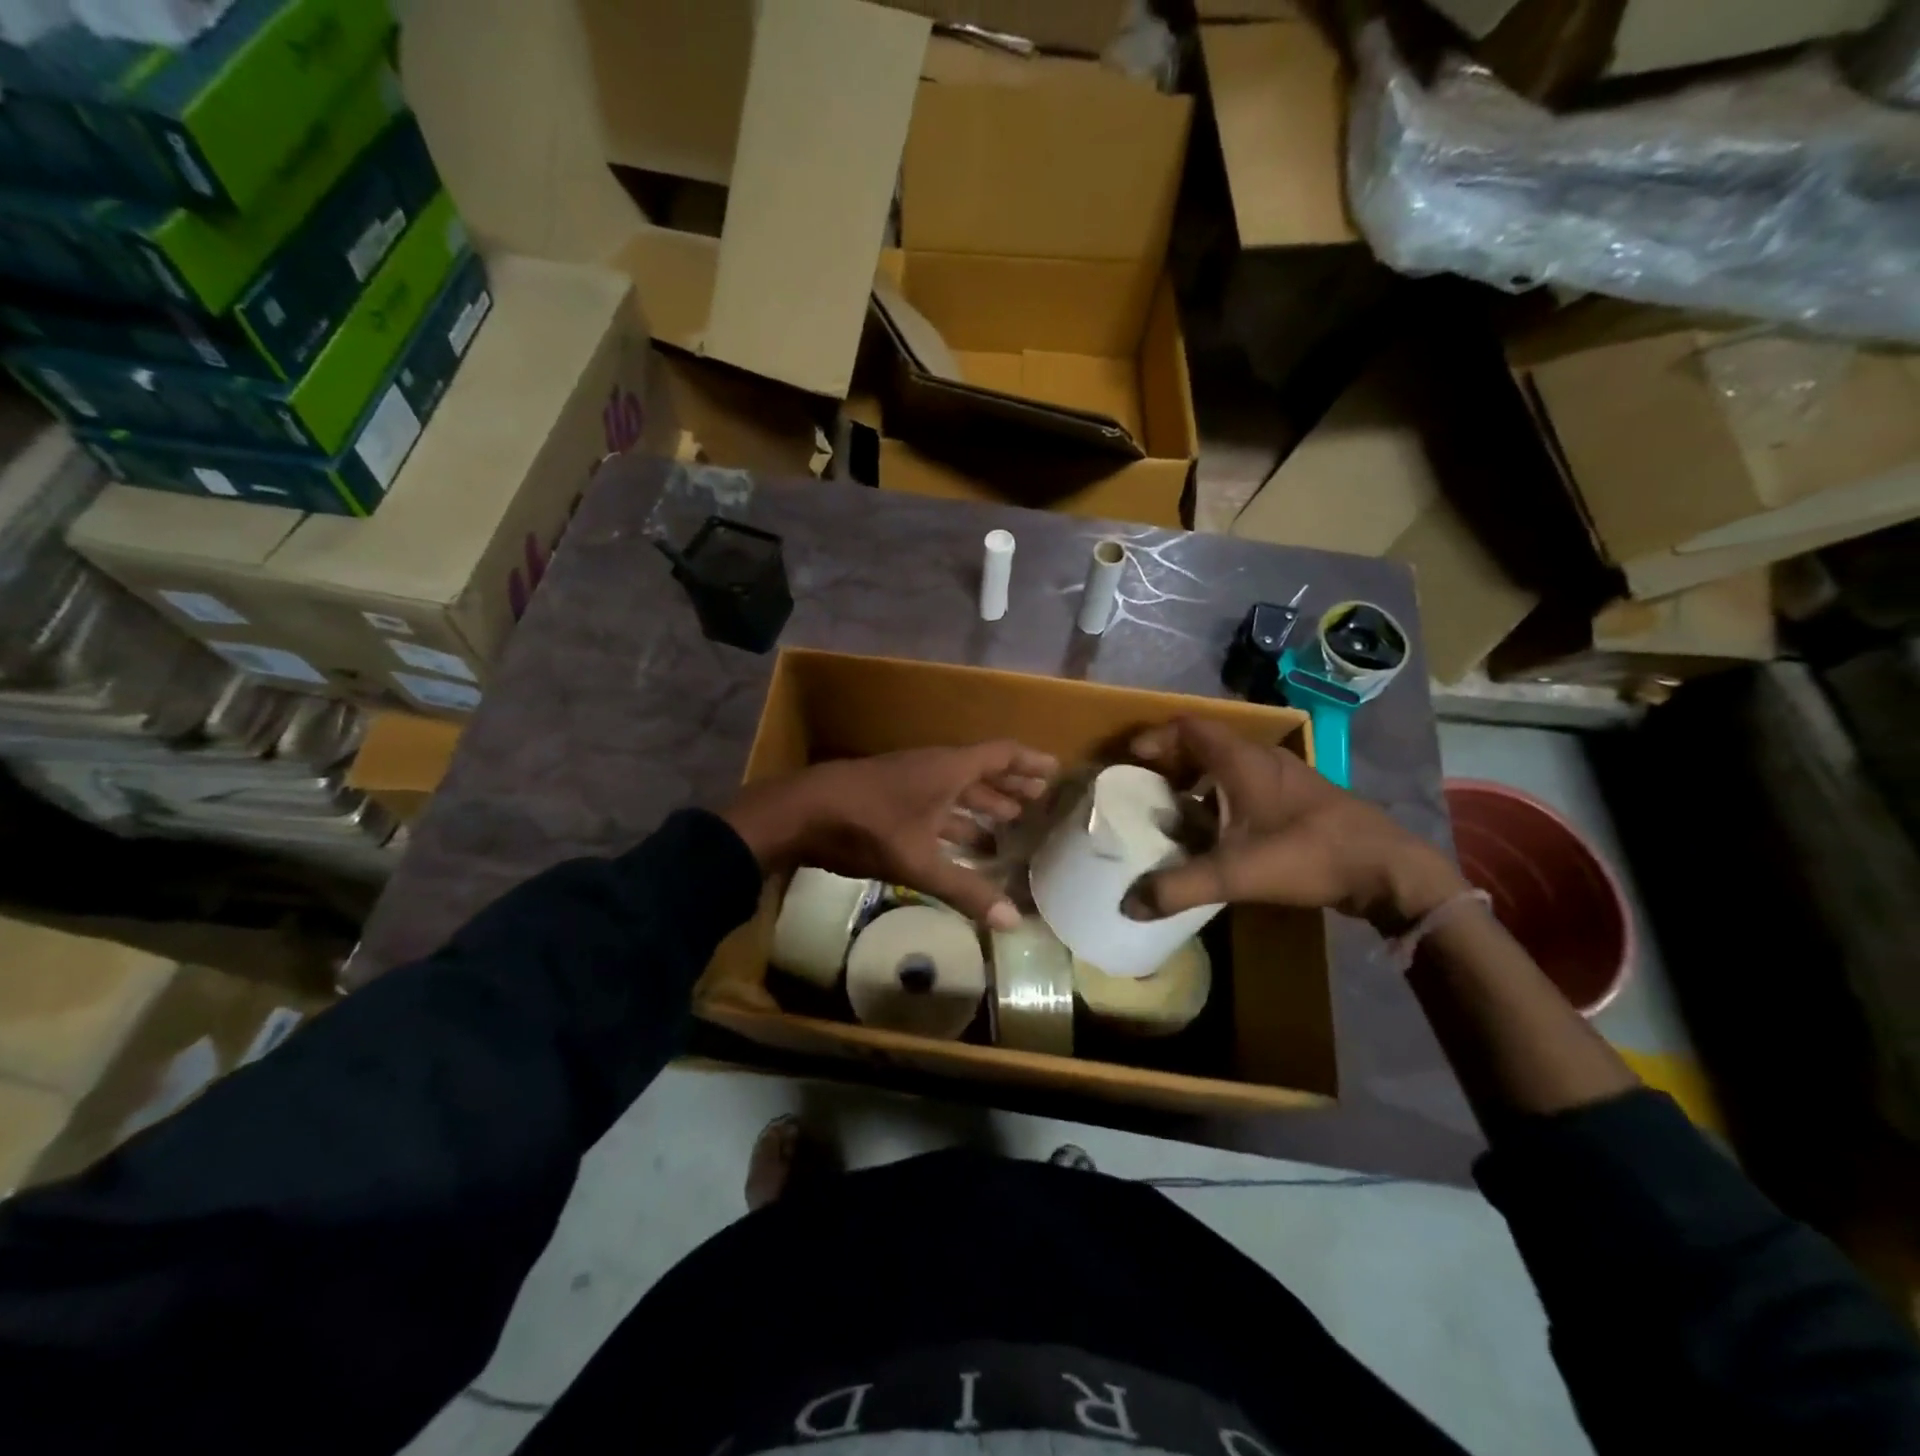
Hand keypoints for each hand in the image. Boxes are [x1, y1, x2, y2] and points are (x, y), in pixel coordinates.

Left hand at [722, 742, 1058, 929]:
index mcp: (948, 770)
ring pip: (954, 791)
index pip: (1001, 755)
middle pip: (980, 773)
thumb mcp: (918, 862)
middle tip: (1035, 808)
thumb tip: (1012, 921)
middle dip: (1009, 790)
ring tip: (1003, 832)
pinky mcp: (888, 797)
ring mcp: (908, 781)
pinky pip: (934, 804)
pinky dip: (952, 822)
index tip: (1055, 772)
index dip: (1030, 763)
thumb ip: (965, 890)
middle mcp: (932, 768)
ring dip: (979, 809)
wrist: (799, 812)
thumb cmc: (867, 826)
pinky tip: (957, 846)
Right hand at [1127, 718, 1464, 934]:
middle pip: (1205, 743)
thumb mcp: (1234, 873)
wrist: (1387, 867)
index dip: (1155, 738)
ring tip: (1176, 809)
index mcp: (1240, 760)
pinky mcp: (1301, 796)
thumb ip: (1178, 888)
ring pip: (1229, 763)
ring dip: (1199, 779)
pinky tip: (1220, 830)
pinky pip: (1248, 782)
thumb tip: (1128, 905)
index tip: (1130, 759)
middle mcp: (1261, 758)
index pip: (1187, 727)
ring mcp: (1286, 775)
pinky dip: (1223, 795)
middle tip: (1146, 786)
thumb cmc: (1306, 854)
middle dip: (1171, 760)